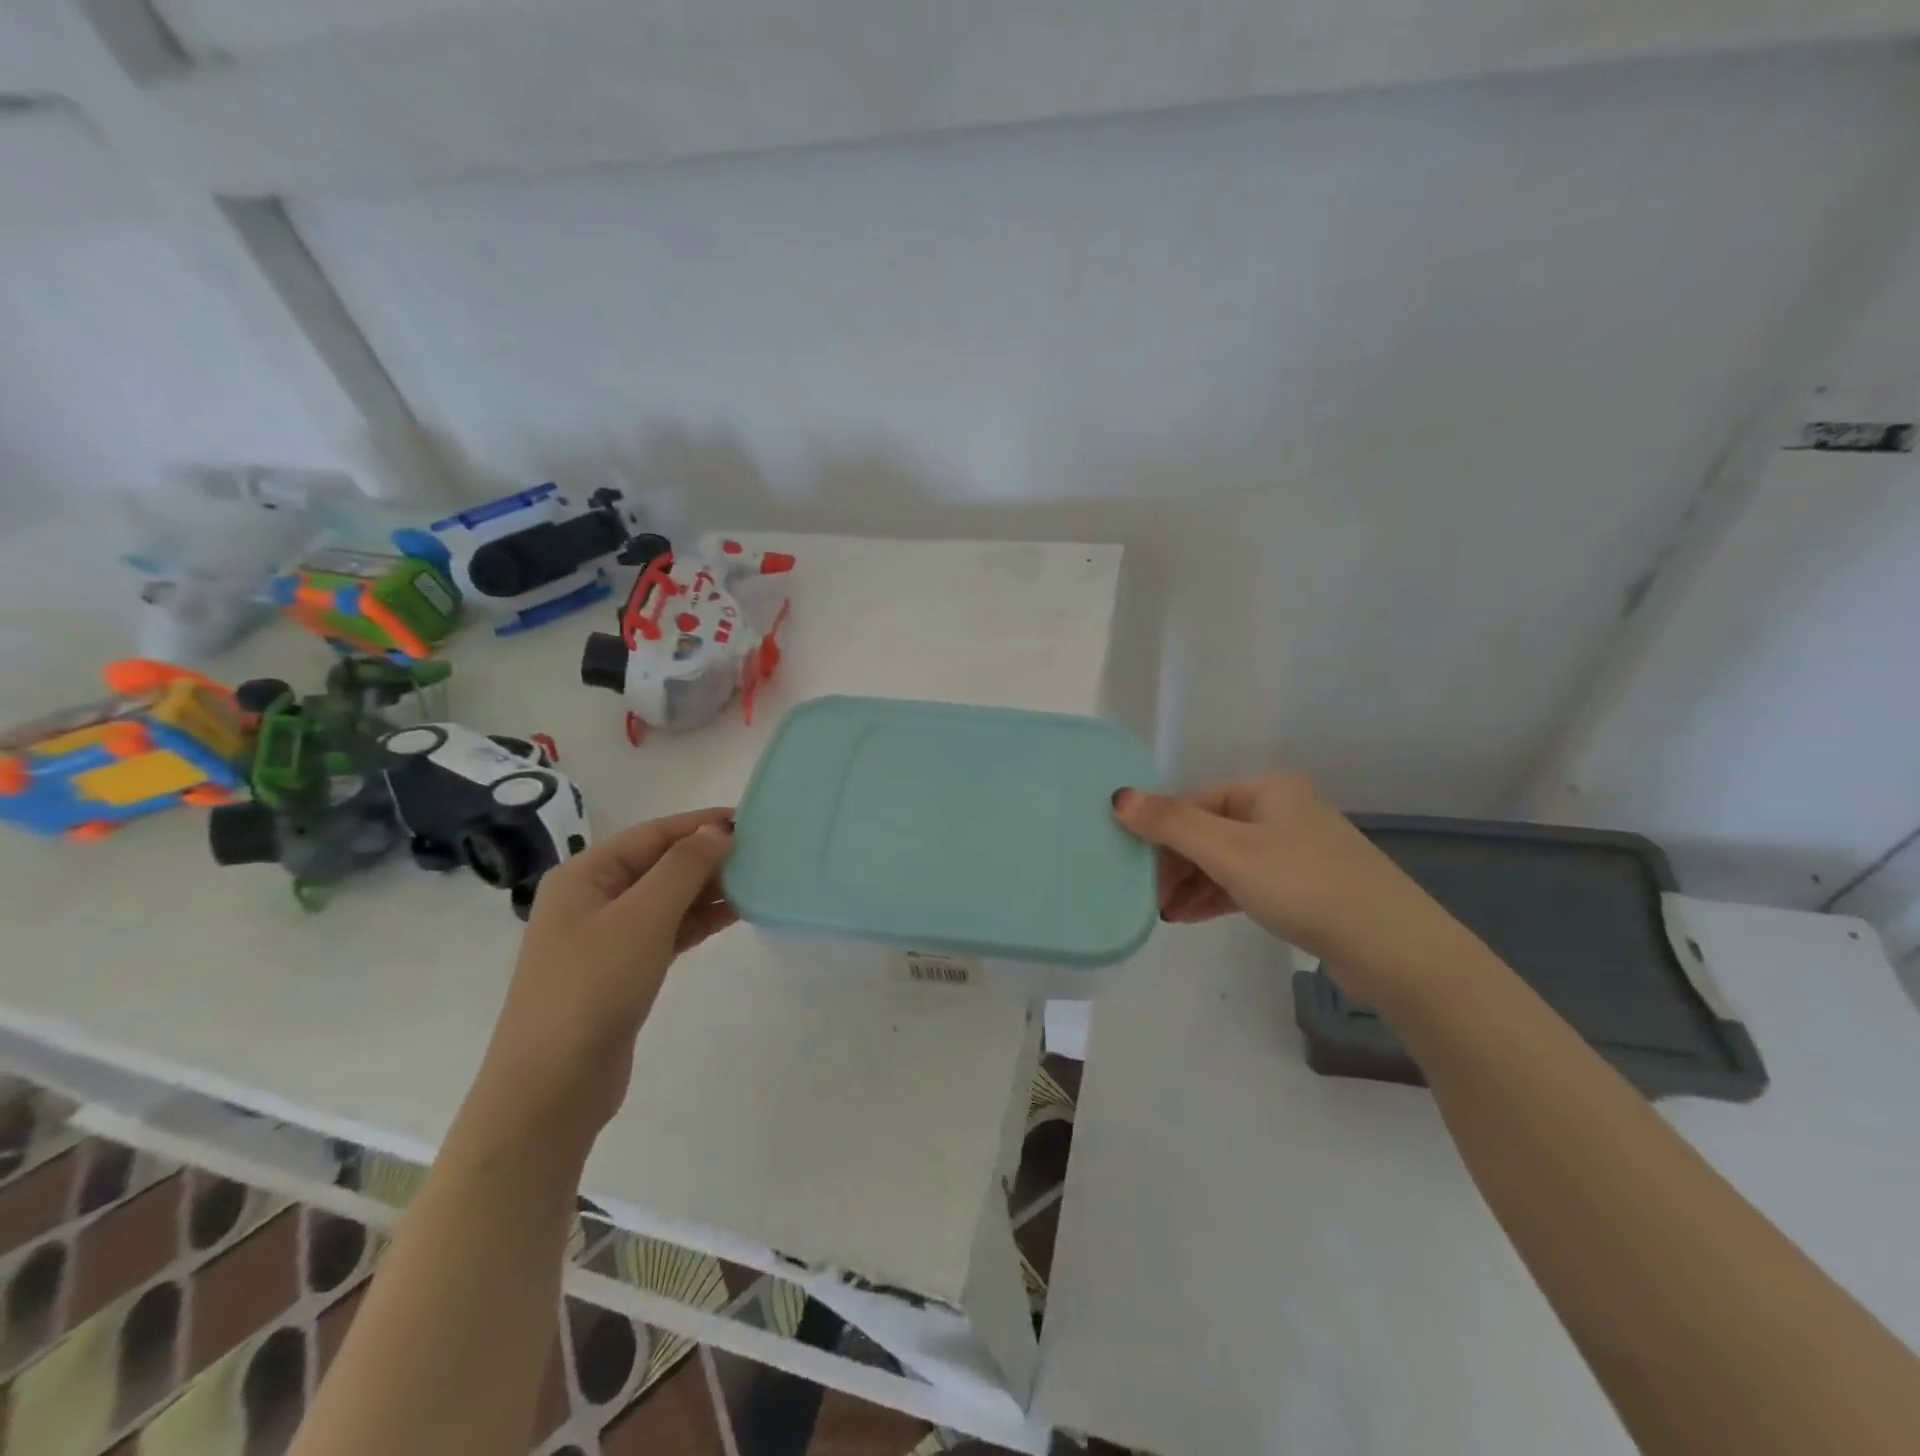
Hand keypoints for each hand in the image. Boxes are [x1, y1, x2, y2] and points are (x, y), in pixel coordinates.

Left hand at [473, 809, 736, 1142]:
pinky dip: (698, 921)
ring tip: (757, 881)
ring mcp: (605, 937)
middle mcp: (592, 898)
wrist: (552, 1086)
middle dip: (708, 856)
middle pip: (659, 864)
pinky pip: (667, 930)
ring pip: (667, 899)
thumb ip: (684, 868)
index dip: (701, 823)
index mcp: (585, 875)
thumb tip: (718, 830)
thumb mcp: (643, 917)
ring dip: (708, 889)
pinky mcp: (622, 970)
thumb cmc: (593, 987)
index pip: (652, 834)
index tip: (749, 820)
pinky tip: (734, 915)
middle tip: (762, 853)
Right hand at [1112, 775, 1467, 1005]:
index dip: (1159, 832)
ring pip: (1226, 858)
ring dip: (1191, 882)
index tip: (1132, 868)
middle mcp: (1281, 810)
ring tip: (1163, 912)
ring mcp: (1296, 848)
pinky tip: (1192, 915)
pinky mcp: (1305, 885)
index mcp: (1266, 788)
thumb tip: (1118, 797)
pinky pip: (1246, 881)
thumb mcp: (1229, 852)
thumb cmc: (1303, 885)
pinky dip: (1217, 894)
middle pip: (1208, 829)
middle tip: (1146, 896)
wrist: (1392, 948)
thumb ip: (1171, 824)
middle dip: (1174, 862)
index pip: (1193, 802)